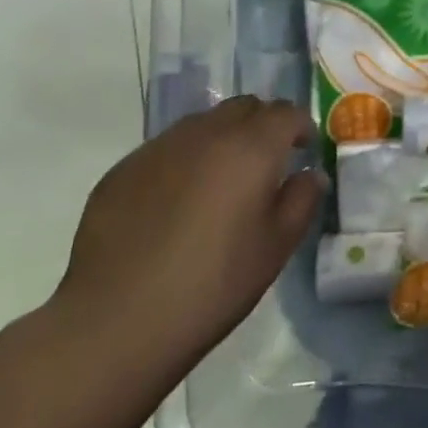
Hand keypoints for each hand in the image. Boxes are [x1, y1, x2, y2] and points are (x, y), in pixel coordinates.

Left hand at [49, 97, 325, 384]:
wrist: (117, 320)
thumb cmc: (213, 284)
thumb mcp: (276, 247)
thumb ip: (301, 200)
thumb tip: (310, 174)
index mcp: (250, 148)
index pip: (285, 112)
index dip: (300, 126)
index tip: (303, 150)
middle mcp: (205, 134)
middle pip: (243, 107)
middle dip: (262, 125)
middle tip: (266, 163)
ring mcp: (159, 148)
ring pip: (202, 124)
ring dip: (221, 139)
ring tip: (220, 183)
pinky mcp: (123, 169)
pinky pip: (166, 149)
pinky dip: (184, 161)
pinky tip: (176, 204)